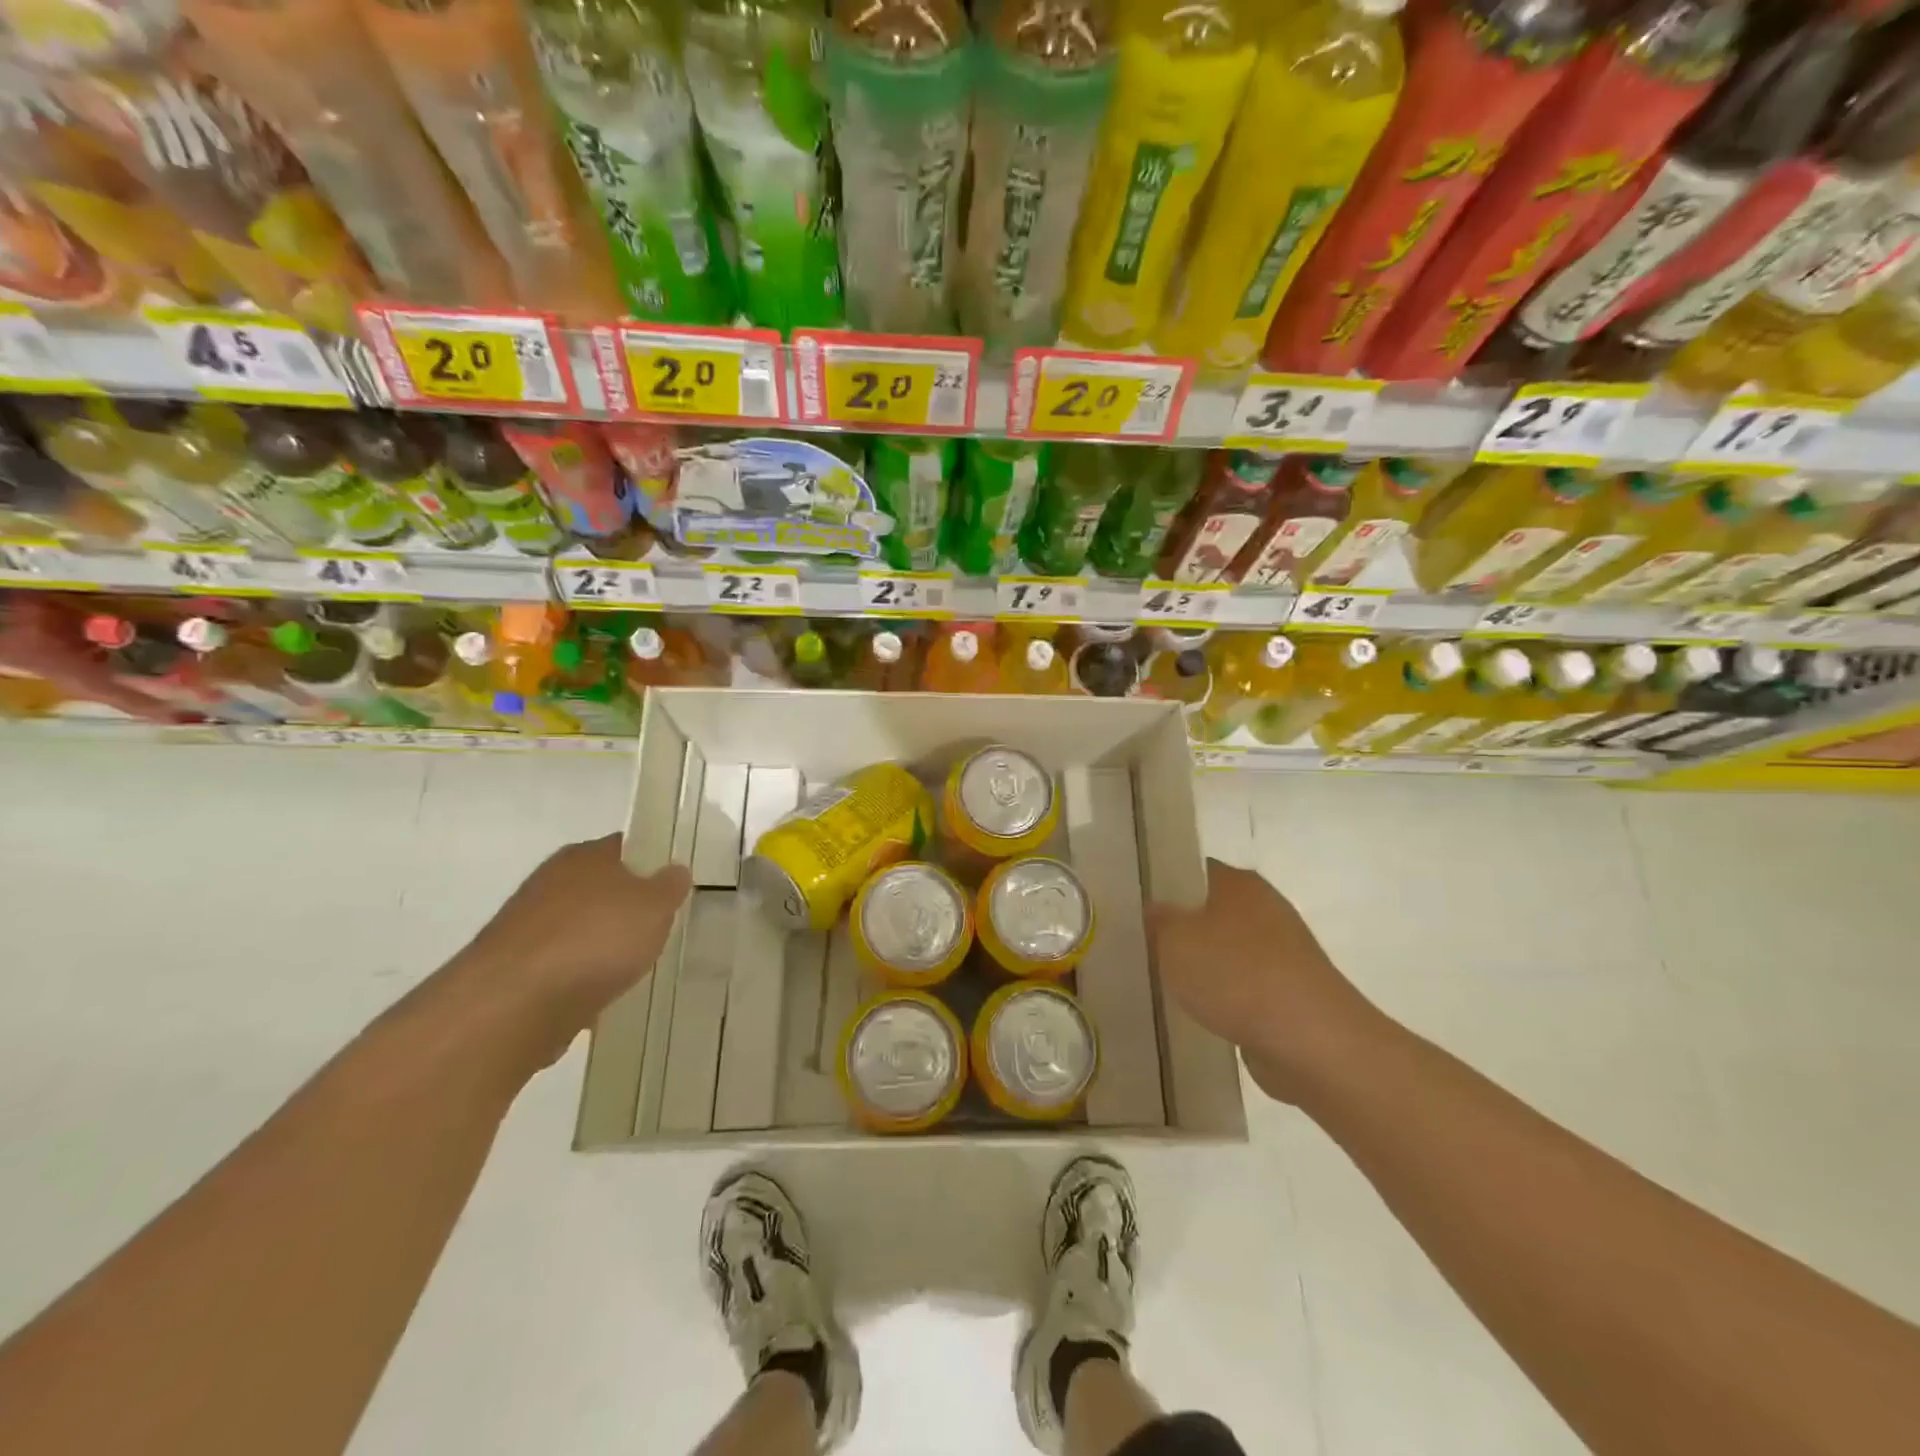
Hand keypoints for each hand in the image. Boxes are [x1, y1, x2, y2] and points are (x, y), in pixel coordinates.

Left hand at [430, 835, 690, 1081]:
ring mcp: (527, 927)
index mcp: (585, 855)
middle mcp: (551, 882)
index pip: (625, 847)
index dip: (652, 862)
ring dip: (601, 946)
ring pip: (579, 929)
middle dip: (626, 907)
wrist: (512, 1005)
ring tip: (634, 968)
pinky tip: (599, 1000)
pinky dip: (578, 980)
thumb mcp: (654, 907)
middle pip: (600, 888)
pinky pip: (560, 968)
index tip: (673, 885)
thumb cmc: (595, 940)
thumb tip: (675, 870)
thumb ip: (669, 887)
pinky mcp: (513, 971)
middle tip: (660, 927)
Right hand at [1149, 859, 1383, 1102]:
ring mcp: (1282, 953)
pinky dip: (1224, 998)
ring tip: (1164, 982)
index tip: (1134, 906)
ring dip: (1203, 966)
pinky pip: (1244, 987)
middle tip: (1141, 945)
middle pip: (1210, 912)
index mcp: (1239, 883)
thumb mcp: (1174, 941)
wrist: (1312, 1041)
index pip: (1193, 871)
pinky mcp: (1290, 993)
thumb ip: (1158, 920)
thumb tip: (1155, 909)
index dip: (1164, 885)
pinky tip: (1200, 1013)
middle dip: (1181, 929)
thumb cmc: (1236, 975)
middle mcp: (1265, 908)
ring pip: (1227, 951)